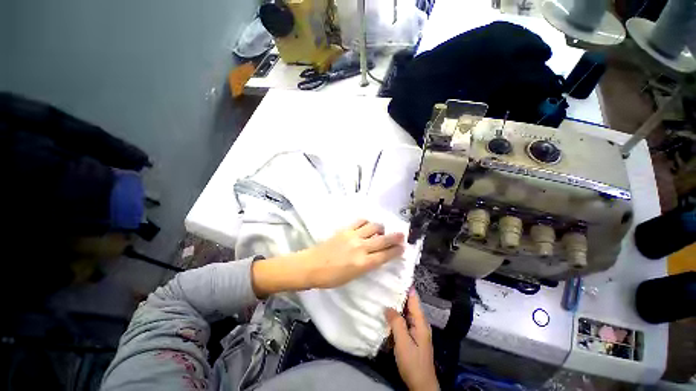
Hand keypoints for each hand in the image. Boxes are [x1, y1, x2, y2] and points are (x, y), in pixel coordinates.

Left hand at [251, 220, 404, 296]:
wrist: (312, 266)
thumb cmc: (331, 277)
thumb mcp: (353, 277)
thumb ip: (366, 265)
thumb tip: (376, 256)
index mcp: (363, 263)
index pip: (385, 255)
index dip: (396, 251)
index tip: (403, 247)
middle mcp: (361, 248)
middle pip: (383, 240)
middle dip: (395, 237)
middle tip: (402, 235)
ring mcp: (353, 236)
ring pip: (373, 227)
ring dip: (380, 228)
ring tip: (381, 230)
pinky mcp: (345, 229)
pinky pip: (360, 221)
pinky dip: (367, 222)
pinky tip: (368, 225)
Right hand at [385, 290, 438, 390]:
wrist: (421, 384)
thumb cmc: (413, 362)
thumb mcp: (403, 342)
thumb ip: (396, 323)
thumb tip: (388, 306)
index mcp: (420, 322)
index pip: (413, 298)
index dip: (407, 286)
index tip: (397, 275)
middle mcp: (419, 323)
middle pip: (409, 304)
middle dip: (399, 293)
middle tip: (386, 283)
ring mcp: (416, 330)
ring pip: (406, 312)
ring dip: (397, 304)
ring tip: (385, 294)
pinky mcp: (412, 336)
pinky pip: (404, 320)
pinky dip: (396, 314)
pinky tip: (388, 312)